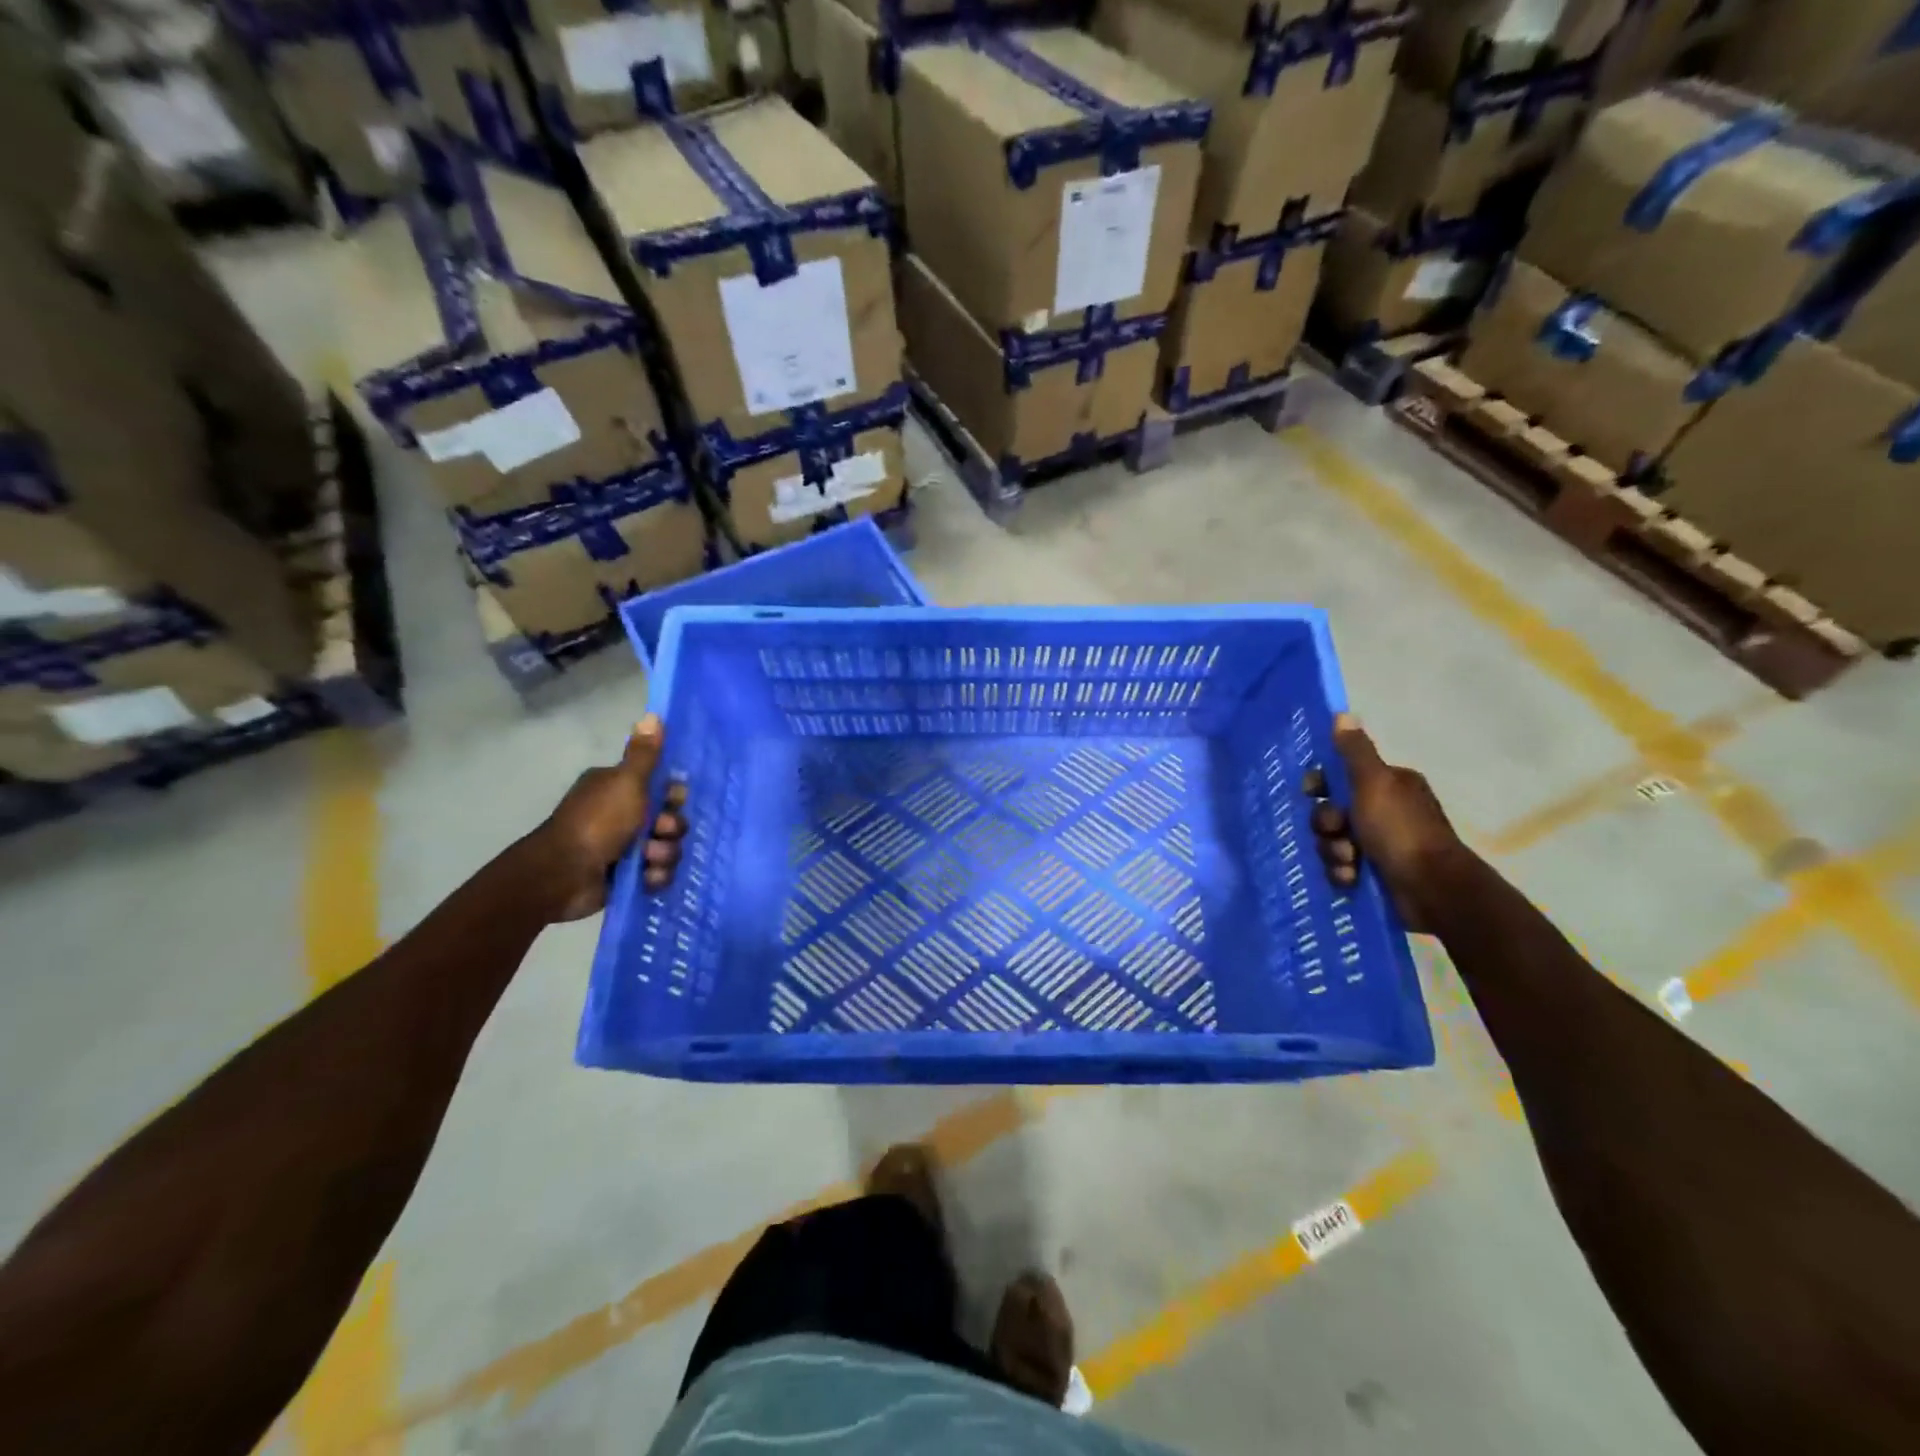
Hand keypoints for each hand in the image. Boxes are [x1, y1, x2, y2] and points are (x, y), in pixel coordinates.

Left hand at [522, 716, 688, 922]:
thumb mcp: (626, 782)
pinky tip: (645, 878)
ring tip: (648, 860)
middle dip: (671, 829)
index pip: (662, 787)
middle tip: (658, 832)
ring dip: (664, 855)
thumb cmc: (597, 822)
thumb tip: (653, 714)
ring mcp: (625, 846)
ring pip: (667, 848)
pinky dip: (654, 877)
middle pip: (670, 819)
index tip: (672, 801)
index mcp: (619, 788)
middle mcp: (622, 814)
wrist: (563, 874)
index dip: (673, 796)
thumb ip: (644, 754)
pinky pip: (657, 873)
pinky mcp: (626, 875)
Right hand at [1311, 714, 1464, 933]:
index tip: (1312, 793)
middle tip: (1338, 833)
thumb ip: (1355, 752)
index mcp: (1387, 786)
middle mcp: (1383, 811)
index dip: (1321, 785)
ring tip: (1349, 863)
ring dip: (1333, 852)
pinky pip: (1340, 867)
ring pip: (1332, 841)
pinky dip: (1342, 873)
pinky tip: (1352, 878)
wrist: (1432, 889)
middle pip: (1331, 811)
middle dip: (1327, 826)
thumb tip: (1343, 714)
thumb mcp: (1375, 784)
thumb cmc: (1401, 831)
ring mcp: (1379, 844)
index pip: (1340, 776)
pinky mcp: (1375, 873)